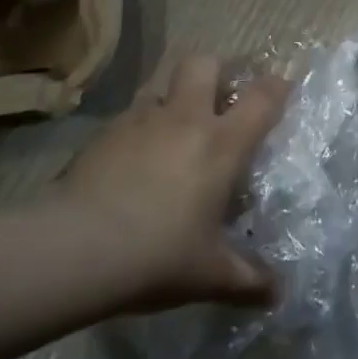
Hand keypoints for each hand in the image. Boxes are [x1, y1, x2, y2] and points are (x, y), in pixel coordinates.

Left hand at [59, 55, 291, 311]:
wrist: (75, 249)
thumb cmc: (158, 254)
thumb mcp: (210, 274)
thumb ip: (249, 280)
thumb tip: (278, 295)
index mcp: (222, 143)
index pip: (262, 97)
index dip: (278, 87)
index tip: (282, 88)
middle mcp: (184, 119)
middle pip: (204, 63)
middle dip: (216, 71)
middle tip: (219, 97)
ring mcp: (139, 121)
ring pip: (160, 84)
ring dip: (171, 96)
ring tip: (171, 127)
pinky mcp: (101, 135)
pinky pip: (127, 117)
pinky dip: (136, 128)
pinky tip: (130, 159)